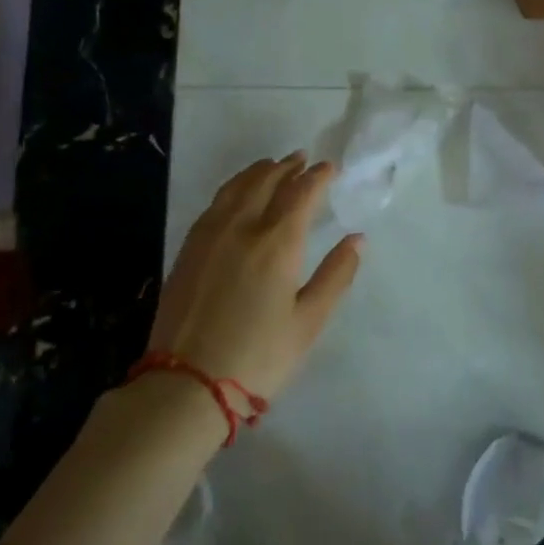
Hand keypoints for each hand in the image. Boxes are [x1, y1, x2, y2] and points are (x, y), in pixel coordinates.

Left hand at [148, 153, 361, 400]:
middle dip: (287, 166)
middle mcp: (242, 227)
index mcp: (277, 242)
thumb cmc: (258, 357)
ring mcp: (210, 235)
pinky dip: (233, 187)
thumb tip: (357, 239)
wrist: (186, 385)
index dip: (317, 176)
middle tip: (301, 159)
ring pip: (236, 187)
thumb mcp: (308, 322)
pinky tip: (236, 195)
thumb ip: (336, 276)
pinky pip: (215, 202)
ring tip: (271, 166)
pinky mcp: (188, 249)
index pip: (301, 193)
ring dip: (258, 171)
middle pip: (266, 181)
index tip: (329, 167)